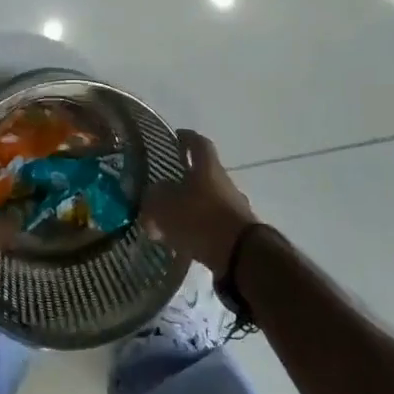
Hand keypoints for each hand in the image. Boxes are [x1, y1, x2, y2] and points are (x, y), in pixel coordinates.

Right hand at [140, 129, 259, 272]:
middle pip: (203, 174)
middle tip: (163, 187)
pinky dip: (198, 229)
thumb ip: (154, 198)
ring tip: (169, 220)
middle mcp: (223, 182)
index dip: (186, 138)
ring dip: (190, 207)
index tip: (175, 137)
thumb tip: (152, 196)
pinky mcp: (237, 232)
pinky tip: (183, 242)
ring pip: (207, 200)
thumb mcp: (166, 206)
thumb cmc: (201, 219)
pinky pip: (212, 224)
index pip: (198, 143)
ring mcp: (233, 207)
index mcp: (208, 167)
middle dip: (184, 179)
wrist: (241, 255)